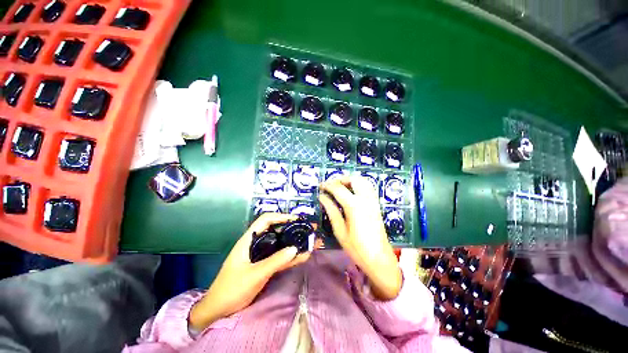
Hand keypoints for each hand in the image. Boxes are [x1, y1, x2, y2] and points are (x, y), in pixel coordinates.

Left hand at [189, 213, 309, 330]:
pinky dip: (291, 256)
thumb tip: (295, 249)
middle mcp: (256, 244)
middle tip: (308, 229)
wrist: (218, 311)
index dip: (281, 217)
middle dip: (292, 229)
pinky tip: (303, 256)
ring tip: (310, 241)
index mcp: (249, 240)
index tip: (296, 220)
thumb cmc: (232, 289)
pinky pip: (280, 257)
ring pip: (280, 244)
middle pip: (276, 230)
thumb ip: (275, 261)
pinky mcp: (264, 265)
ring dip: (294, 242)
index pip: (265, 220)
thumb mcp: (254, 275)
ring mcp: (261, 255)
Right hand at [319, 176, 401, 299]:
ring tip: (340, 187)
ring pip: (363, 181)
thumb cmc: (356, 248)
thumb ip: (331, 210)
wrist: (379, 259)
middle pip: (353, 179)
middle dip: (340, 179)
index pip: (338, 188)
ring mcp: (373, 201)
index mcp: (354, 206)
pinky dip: (359, 184)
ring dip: (350, 180)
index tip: (320, 186)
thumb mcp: (339, 230)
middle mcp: (365, 199)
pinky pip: (368, 187)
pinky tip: (352, 191)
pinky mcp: (376, 204)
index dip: (328, 185)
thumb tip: (322, 197)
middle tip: (330, 186)